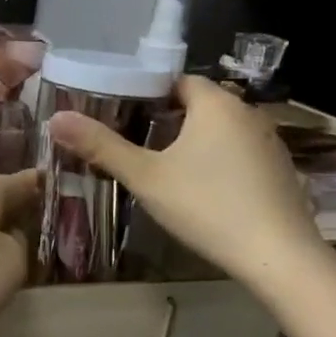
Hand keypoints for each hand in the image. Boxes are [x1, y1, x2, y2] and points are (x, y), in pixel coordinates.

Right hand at [46, 75, 328, 296]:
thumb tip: (56, 119)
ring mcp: (270, 142)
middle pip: (198, 104)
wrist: (278, 256)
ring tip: (160, 164)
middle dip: (166, 118)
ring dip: (192, 140)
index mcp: (216, 103)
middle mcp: (248, 113)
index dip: (146, 92)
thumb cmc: (206, 205)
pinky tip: (200, 188)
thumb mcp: (145, 176)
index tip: (120, 112)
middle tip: (132, 140)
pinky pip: (239, 152)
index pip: (177, 80)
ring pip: (220, 129)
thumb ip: (101, 146)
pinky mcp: (280, 170)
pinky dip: (217, 160)